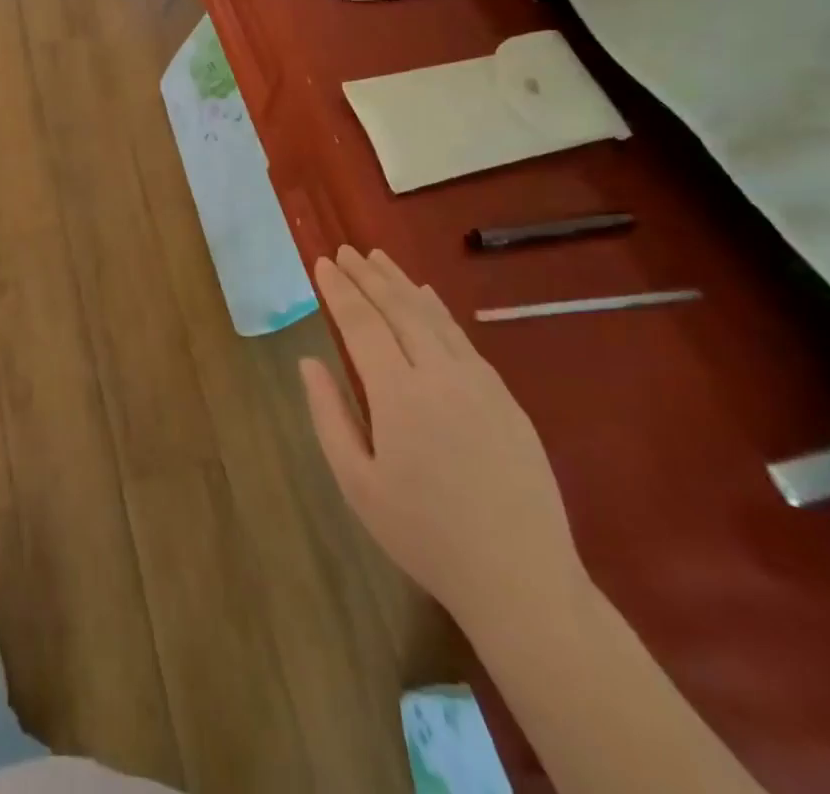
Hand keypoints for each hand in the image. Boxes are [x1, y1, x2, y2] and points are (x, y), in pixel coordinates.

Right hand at [300, 246, 585, 628]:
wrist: (521, 578)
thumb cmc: (425, 535)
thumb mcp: (358, 484)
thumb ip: (329, 416)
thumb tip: (308, 361)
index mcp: (399, 395)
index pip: (362, 324)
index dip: (340, 290)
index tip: (322, 263)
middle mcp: (440, 374)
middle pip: (398, 308)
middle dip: (368, 276)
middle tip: (345, 250)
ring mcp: (479, 382)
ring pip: (433, 315)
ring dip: (401, 282)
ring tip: (378, 258)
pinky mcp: (505, 396)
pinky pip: (462, 337)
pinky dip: (437, 308)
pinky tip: (426, 295)